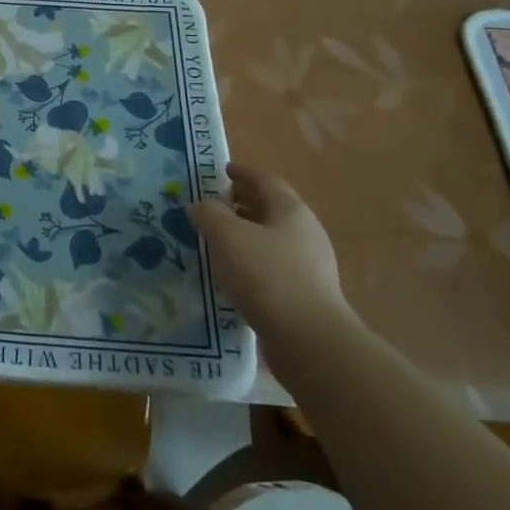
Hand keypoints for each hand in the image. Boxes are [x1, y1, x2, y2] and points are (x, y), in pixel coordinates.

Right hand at [188, 161, 353, 340]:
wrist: (308, 339)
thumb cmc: (266, 275)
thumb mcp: (227, 236)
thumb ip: (208, 213)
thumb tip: (200, 206)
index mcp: (291, 210)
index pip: (265, 180)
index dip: (242, 172)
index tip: (220, 170)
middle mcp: (305, 232)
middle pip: (270, 208)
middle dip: (242, 203)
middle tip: (213, 204)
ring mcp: (309, 265)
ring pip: (271, 238)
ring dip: (245, 234)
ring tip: (216, 239)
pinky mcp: (305, 294)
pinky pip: (272, 266)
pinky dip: (251, 261)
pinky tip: (232, 274)